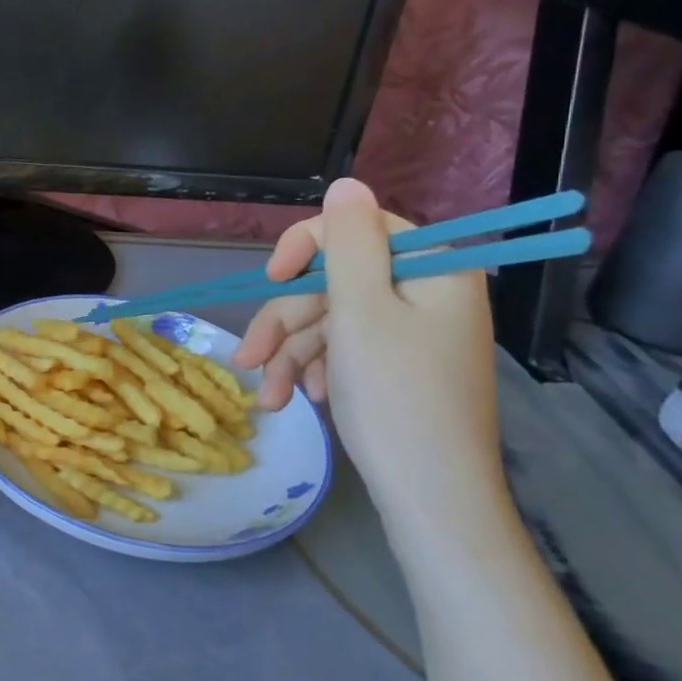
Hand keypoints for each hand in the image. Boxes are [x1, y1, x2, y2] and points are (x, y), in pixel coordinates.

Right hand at [233, 179, 508, 539]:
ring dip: (289, 354)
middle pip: (333, 282)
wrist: (431, 498)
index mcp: (432, 272)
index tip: (271, 278)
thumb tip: (347, 182)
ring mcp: (409, 334)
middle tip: (249, 358)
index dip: (307, 247)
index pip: (359, 228)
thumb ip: (349, 243)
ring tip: (266, 395)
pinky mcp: (394, 367)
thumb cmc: (396, 398)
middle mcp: (424, 295)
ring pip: (328, 320)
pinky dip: (313, 370)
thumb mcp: (361, 312)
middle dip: (286, 321)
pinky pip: (341, 349)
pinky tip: (297, 399)